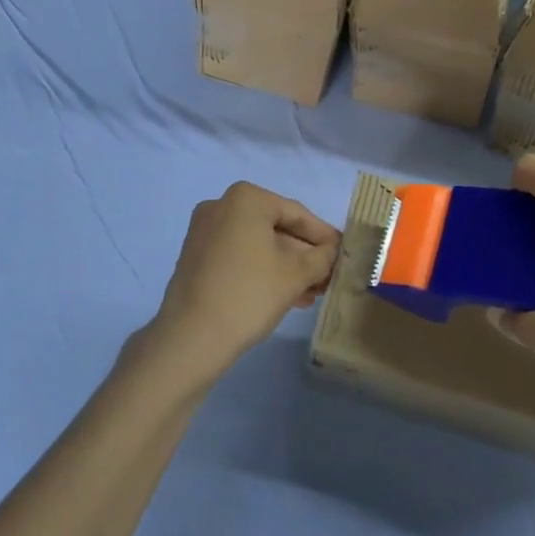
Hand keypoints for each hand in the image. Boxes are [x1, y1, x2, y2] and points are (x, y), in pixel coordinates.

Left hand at [139, 183, 339, 386]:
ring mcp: (204, 230)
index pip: (297, 214)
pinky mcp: (196, 255)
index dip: (323, 236)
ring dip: (286, 266)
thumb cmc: (249, 294)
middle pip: (276, 228)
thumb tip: (331, 251)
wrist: (191, 337)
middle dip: (303, 255)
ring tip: (311, 294)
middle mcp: (222, 205)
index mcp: (246, 198)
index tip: (343, 252)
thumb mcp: (295, 275)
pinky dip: (262, 270)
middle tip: (328, 277)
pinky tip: (285, 295)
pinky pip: (239, 255)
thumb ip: (321, 258)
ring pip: (257, 244)